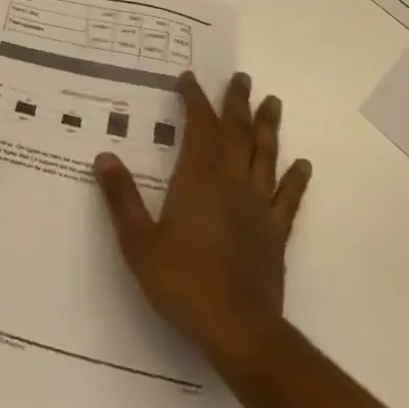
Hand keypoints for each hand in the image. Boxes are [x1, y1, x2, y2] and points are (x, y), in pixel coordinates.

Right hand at [95, 72, 309, 378]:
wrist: (239, 330)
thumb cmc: (183, 282)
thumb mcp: (139, 242)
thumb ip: (121, 197)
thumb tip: (104, 155)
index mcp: (199, 178)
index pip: (199, 126)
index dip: (195, 99)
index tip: (189, 78)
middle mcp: (232, 182)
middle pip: (237, 132)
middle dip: (238, 102)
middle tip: (242, 77)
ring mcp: (258, 206)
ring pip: (265, 155)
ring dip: (269, 127)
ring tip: (273, 101)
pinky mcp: (276, 233)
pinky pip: (288, 198)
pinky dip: (296, 179)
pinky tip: (304, 165)